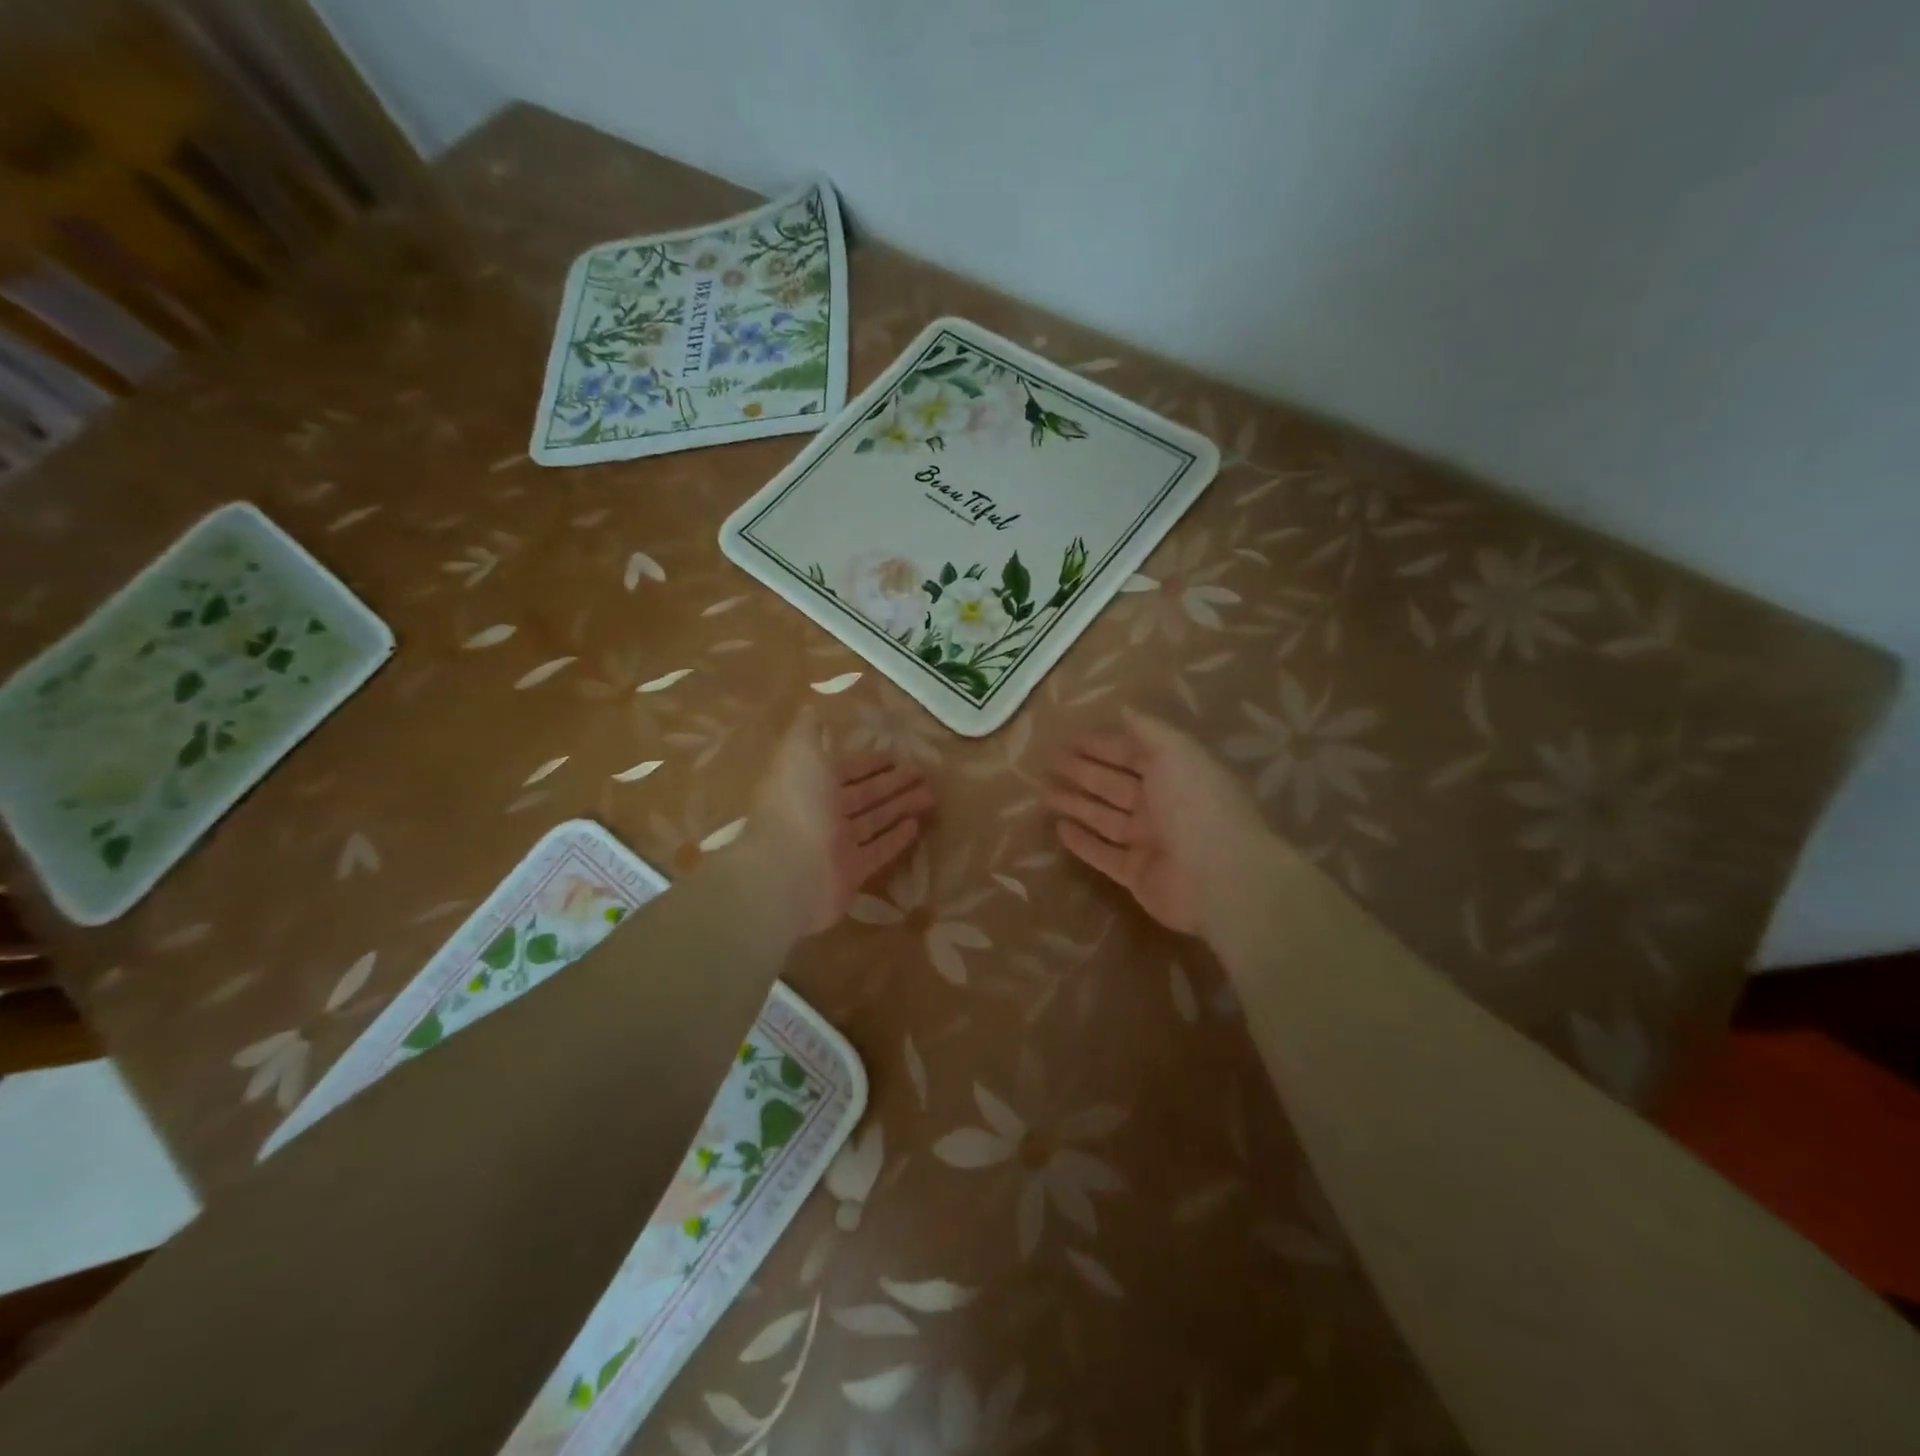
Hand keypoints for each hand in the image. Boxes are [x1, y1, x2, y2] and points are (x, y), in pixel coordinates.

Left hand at [749, 709, 934, 934]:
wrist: (788, 871)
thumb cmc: (798, 805)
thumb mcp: (800, 754)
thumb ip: (808, 731)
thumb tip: (812, 709)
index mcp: (808, 784)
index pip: (844, 769)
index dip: (870, 762)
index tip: (897, 755)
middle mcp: (821, 814)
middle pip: (863, 795)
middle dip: (892, 782)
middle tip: (924, 773)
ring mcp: (836, 845)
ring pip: (874, 820)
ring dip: (900, 807)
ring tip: (931, 796)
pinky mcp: (851, 873)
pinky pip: (877, 850)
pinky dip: (895, 838)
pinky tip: (916, 826)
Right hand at [1046, 709, 1271, 934]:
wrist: (1220, 877)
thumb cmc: (1197, 805)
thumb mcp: (1176, 752)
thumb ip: (1148, 730)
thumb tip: (1124, 709)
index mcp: (1176, 774)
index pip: (1132, 753)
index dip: (1102, 744)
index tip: (1069, 738)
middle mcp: (1163, 806)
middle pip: (1114, 784)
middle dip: (1083, 771)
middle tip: (1048, 762)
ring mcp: (1149, 843)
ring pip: (1105, 818)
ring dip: (1076, 804)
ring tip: (1044, 793)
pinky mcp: (1136, 875)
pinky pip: (1103, 854)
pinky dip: (1082, 842)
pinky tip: (1059, 829)